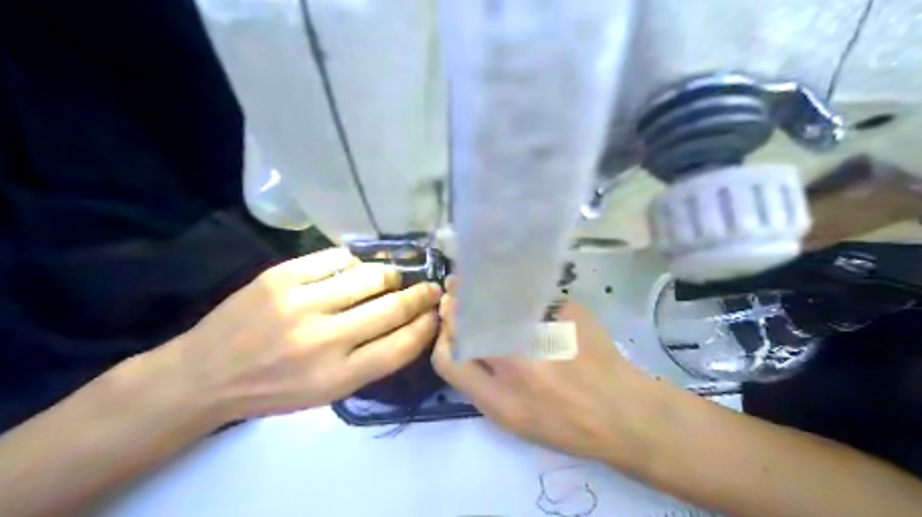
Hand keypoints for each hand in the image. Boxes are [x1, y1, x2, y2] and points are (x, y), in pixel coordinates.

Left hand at [155, 247, 439, 424]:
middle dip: (420, 295)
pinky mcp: (281, 277)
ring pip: (369, 276)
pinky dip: (354, 261)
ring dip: (390, 275)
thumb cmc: (274, 389)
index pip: (402, 344)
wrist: (206, 374)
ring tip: (393, 276)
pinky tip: (356, 267)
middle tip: (430, 288)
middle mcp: (326, 339)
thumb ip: (372, 361)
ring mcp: (302, 303)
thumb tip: (410, 326)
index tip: (437, 313)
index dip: (427, 325)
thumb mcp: (328, 392)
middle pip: (392, 308)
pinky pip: (335, 258)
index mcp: (339, 376)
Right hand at [433, 279, 655, 464]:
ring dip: (479, 288)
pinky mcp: (566, 309)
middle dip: (455, 304)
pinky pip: (529, 293)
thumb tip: (457, 344)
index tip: (448, 327)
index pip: (448, 358)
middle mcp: (517, 360)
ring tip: (476, 285)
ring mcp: (542, 330)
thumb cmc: (563, 423)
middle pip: (467, 320)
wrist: (622, 411)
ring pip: (494, 299)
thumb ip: (477, 384)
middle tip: (455, 292)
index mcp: (500, 396)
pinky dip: (515, 291)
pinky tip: (519, 293)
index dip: (443, 338)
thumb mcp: (510, 419)